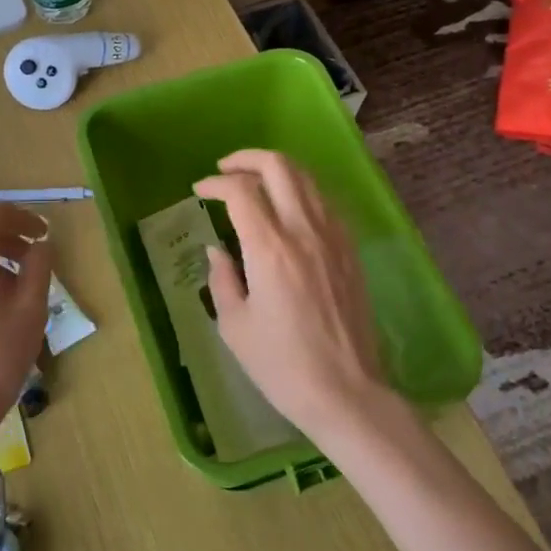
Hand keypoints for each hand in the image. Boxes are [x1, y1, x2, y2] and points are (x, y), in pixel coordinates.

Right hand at [192, 150, 389, 440]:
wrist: (346, 392)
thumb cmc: (281, 365)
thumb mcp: (234, 326)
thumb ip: (222, 279)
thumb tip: (218, 251)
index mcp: (271, 249)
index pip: (242, 192)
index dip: (216, 183)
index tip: (200, 190)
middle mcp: (305, 231)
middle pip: (279, 167)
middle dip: (247, 159)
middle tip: (225, 169)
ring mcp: (334, 237)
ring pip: (307, 178)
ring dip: (277, 170)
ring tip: (255, 182)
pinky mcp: (350, 250)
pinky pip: (325, 201)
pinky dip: (301, 191)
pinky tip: (288, 208)